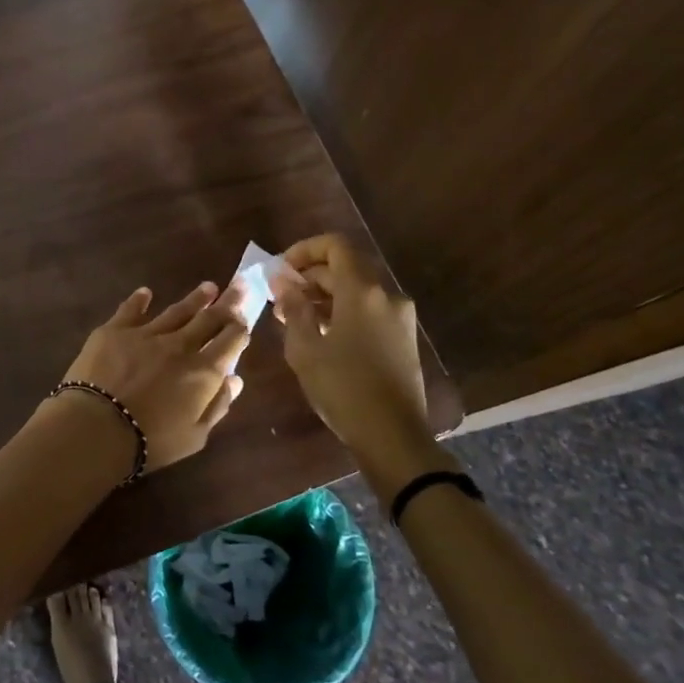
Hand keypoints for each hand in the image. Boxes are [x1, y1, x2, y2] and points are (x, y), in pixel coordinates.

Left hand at [58, 281, 249, 475]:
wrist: (97, 426)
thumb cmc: (150, 441)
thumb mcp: (195, 436)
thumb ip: (217, 405)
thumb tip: (235, 379)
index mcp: (203, 371)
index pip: (230, 341)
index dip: (240, 327)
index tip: (246, 316)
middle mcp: (179, 345)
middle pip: (209, 318)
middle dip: (227, 302)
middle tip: (239, 285)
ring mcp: (146, 333)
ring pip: (176, 311)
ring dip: (195, 299)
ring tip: (208, 287)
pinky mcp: (114, 330)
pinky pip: (131, 309)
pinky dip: (140, 300)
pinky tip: (146, 292)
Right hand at [272, 234, 427, 453]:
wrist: (393, 437)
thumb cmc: (343, 388)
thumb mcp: (305, 348)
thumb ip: (293, 308)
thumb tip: (281, 280)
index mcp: (363, 291)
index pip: (335, 246)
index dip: (304, 250)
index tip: (281, 270)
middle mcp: (387, 296)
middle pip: (345, 268)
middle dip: (310, 276)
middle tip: (280, 298)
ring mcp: (399, 317)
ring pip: (357, 290)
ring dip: (324, 296)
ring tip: (294, 319)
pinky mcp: (403, 338)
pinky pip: (368, 310)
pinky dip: (342, 311)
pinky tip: (320, 336)